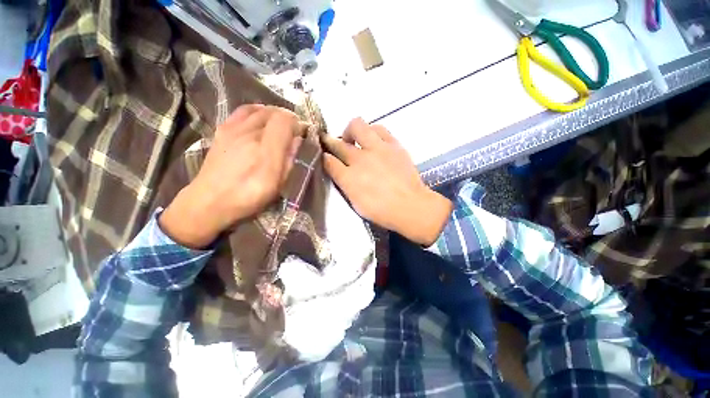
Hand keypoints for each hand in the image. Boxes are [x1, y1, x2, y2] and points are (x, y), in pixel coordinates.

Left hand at [160, 105, 303, 247]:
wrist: (210, 200)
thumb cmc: (249, 195)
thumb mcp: (278, 184)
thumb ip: (290, 160)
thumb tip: (297, 140)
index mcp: (267, 151)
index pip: (285, 120)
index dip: (297, 124)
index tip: (302, 134)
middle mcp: (250, 133)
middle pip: (273, 112)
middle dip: (287, 118)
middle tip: (293, 130)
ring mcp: (234, 129)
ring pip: (259, 109)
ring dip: (273, 113)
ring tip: (279, 125)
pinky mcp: (223, 130)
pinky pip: (242, 111)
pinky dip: (256, 111)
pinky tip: (259, 119)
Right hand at [323, 118, 451, 245]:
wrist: (411, 206)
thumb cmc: (382, 211)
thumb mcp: (356, 204)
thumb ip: (345, 185)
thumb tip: (340, 172)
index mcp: (349, 178)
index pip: (328, 161)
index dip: (323, 157)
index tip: (323, 156)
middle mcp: (360, 160)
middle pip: (337, 143)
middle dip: (329, 141)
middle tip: (330, 142)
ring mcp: (377, 149)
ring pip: (357, 126)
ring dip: (351, 131)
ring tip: (355, 140)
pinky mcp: (393, 145)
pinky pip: (379, 128)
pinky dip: (372, 132)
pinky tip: (373, 140)